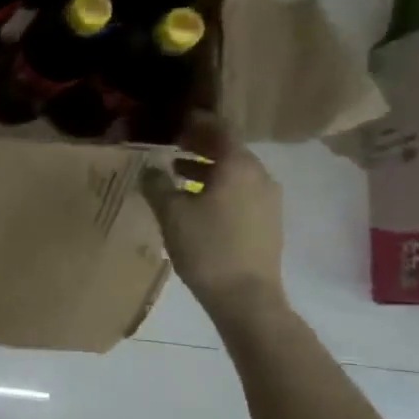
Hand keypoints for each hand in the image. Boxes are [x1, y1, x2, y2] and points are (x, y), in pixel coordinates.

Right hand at [141, 113, 285, 319]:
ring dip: (207, 169)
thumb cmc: (206, 248)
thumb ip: (157, 184)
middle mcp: (259, 175)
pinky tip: (197, 203)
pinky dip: (219, 188)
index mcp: (238, 166)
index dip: (197, 122)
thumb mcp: (171, 214)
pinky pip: (241, 192)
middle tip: (171, 147)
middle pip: (229, 150)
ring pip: (235, 173)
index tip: (176, 121)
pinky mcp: (268, 220)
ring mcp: (268, 199)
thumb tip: (149, 168)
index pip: (220, 129)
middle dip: (199, 146)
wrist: (246, 297)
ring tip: (176, 177)